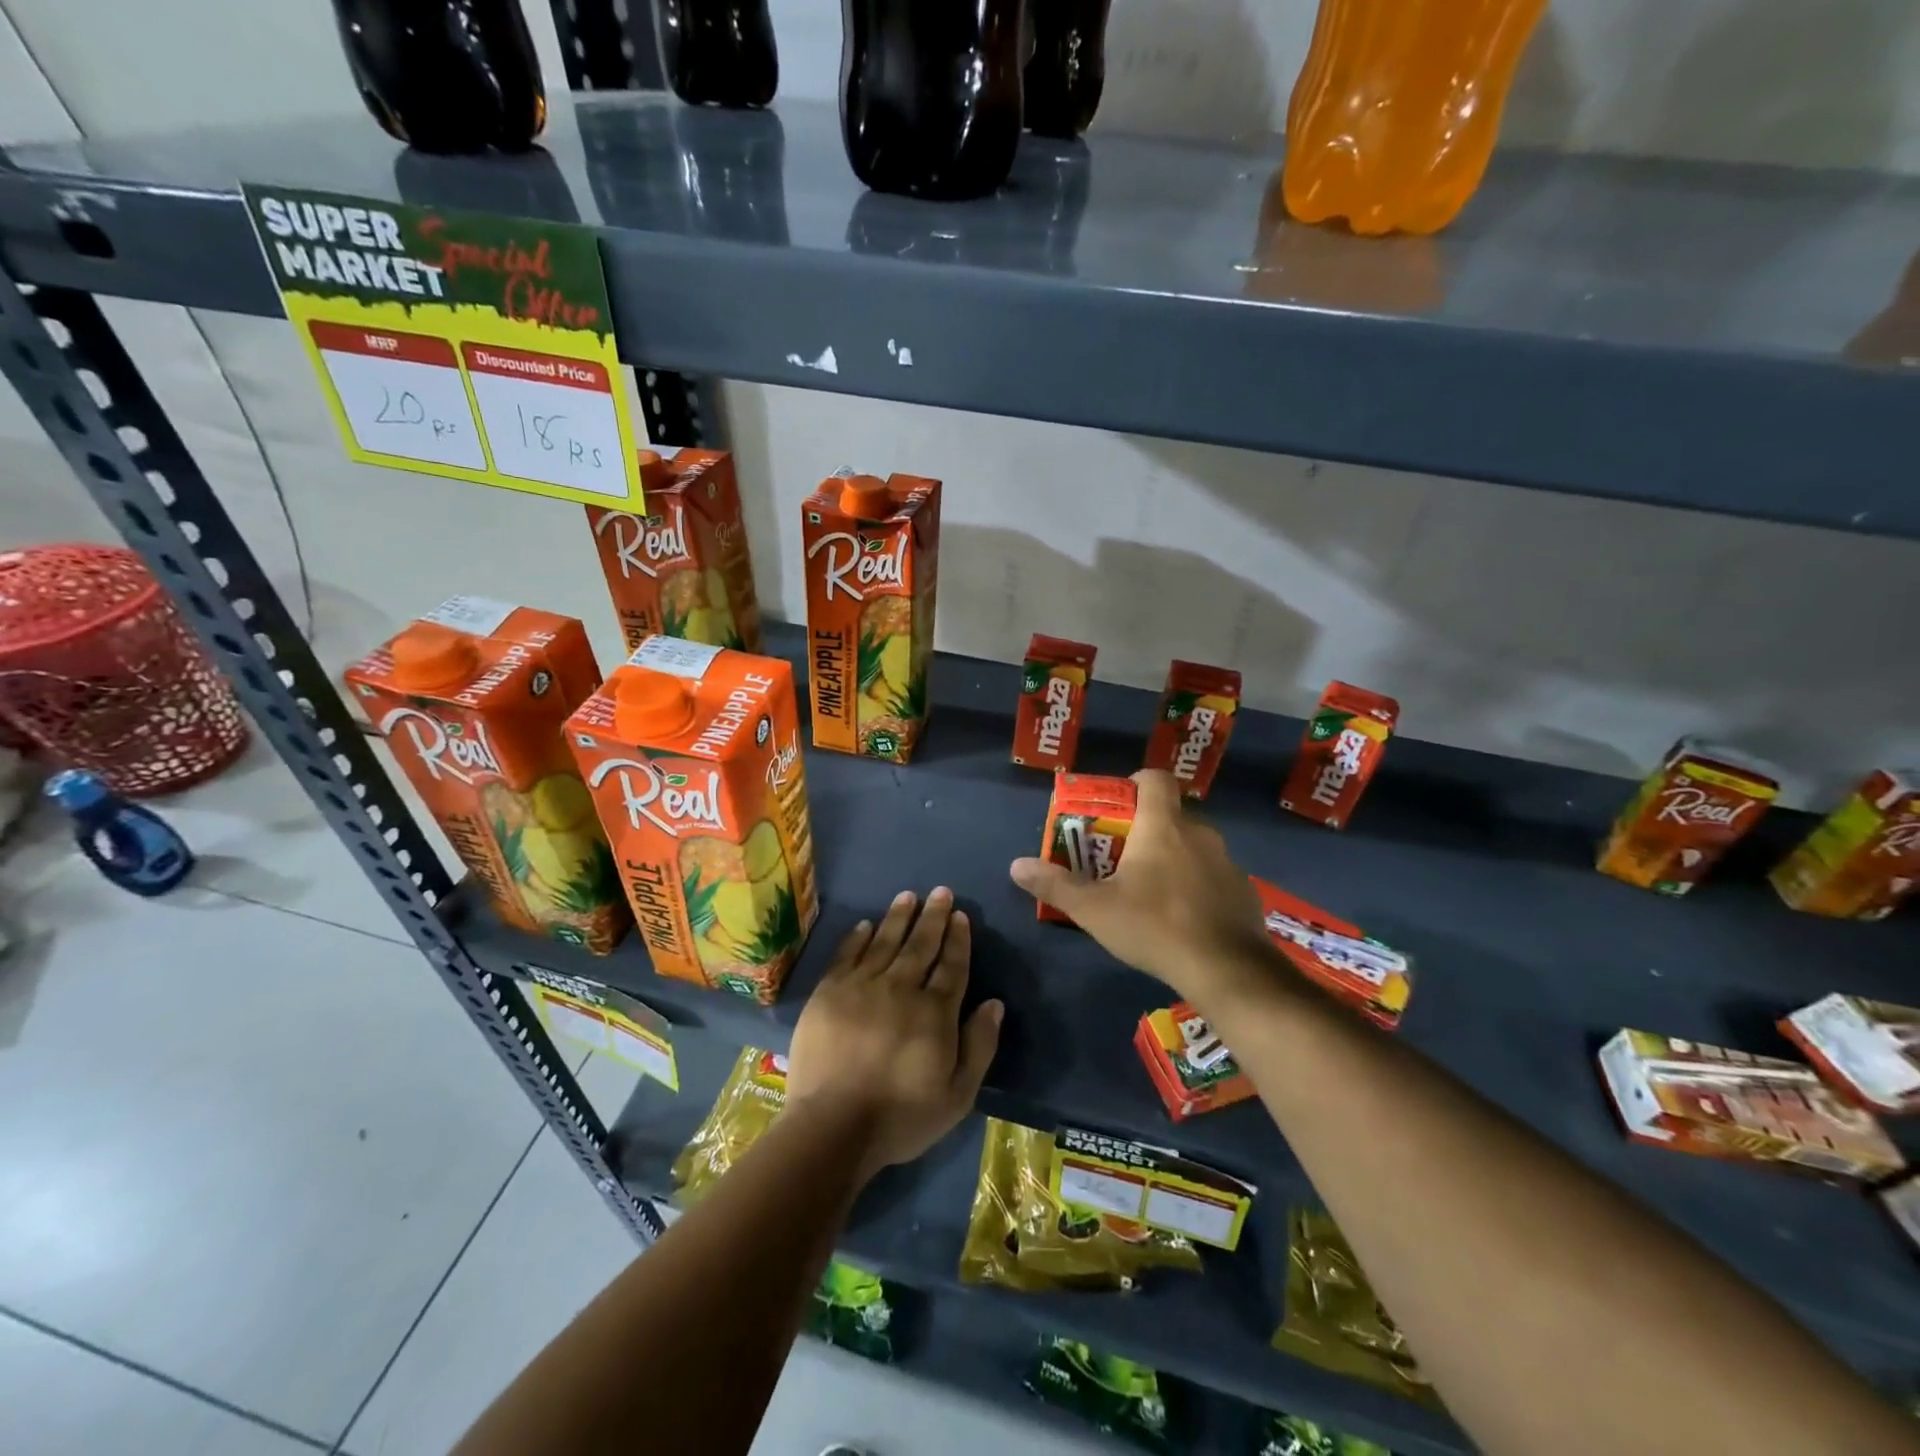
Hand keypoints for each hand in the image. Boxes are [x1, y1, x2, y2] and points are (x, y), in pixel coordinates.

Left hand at [785, 887, 1002, 1181]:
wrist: (832, 1126)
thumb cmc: (901, 1116)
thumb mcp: (957, 1094)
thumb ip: (979, 1045)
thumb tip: (994, 1003)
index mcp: (935, 1012)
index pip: (951, 965)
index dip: (958, 939)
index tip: (960, 915)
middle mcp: (900, 988)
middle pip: (921, 945)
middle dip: (933, 917)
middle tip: (941, 891)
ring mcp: (861, 986)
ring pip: (885, 941)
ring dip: (898, 917)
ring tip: (908, 896)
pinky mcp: (829, 992)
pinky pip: (847, 954)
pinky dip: (858, 937)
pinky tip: (866, 925)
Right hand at [1009, 769, 1275, 1005]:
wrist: (1228, 970)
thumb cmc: (1155, 926)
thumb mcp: (1095, 909)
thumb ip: (1056, 885)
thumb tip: (1016, 865)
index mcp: (1163, 825)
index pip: (1154, 778)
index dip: (1134, 782)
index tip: (1116, 805)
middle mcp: (1200, 833)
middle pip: (1170, 814)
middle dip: (1145, 829)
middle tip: (1120, 857)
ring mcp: (1227, 862)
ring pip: (1193, 846)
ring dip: (1172, 858)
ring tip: (1149, 891)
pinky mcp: (1243, 891)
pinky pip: (1213, 875)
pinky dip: (1196, 885)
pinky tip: (1183, 917)